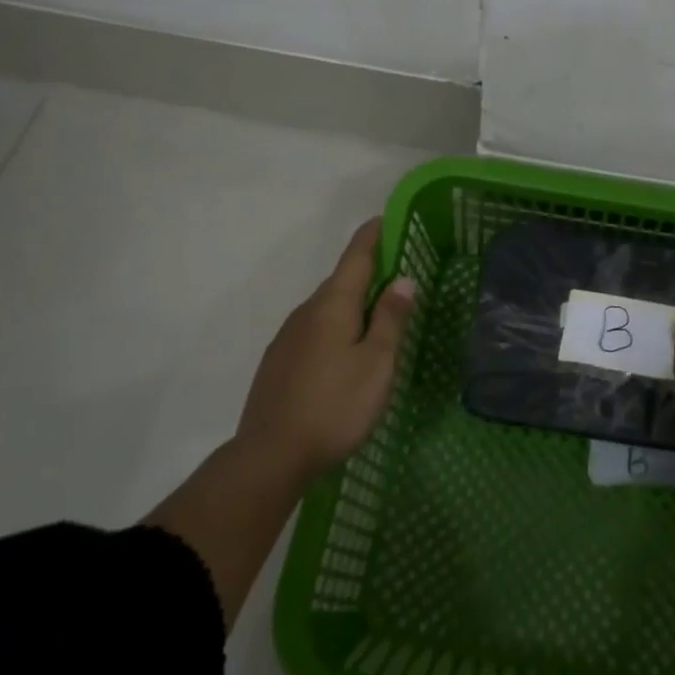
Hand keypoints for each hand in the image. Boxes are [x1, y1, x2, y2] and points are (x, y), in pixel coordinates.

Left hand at [235, 218, 415, 486]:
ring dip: (352, 302)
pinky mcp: (279, 361)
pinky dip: (336, 326)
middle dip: (367, 272)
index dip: (372, 236)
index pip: (356, 257)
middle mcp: (307, 312)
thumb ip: (391, 319)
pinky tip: (346, 350)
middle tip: (397, 272)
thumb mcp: (377, 364)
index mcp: (332, 305)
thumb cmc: (335, 406)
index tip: (386, 218)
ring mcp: (288, 337)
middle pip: (341, 281)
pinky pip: (314, 329)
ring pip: (327, 308)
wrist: (270, 455)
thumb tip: (403, 279)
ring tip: (378, 314)